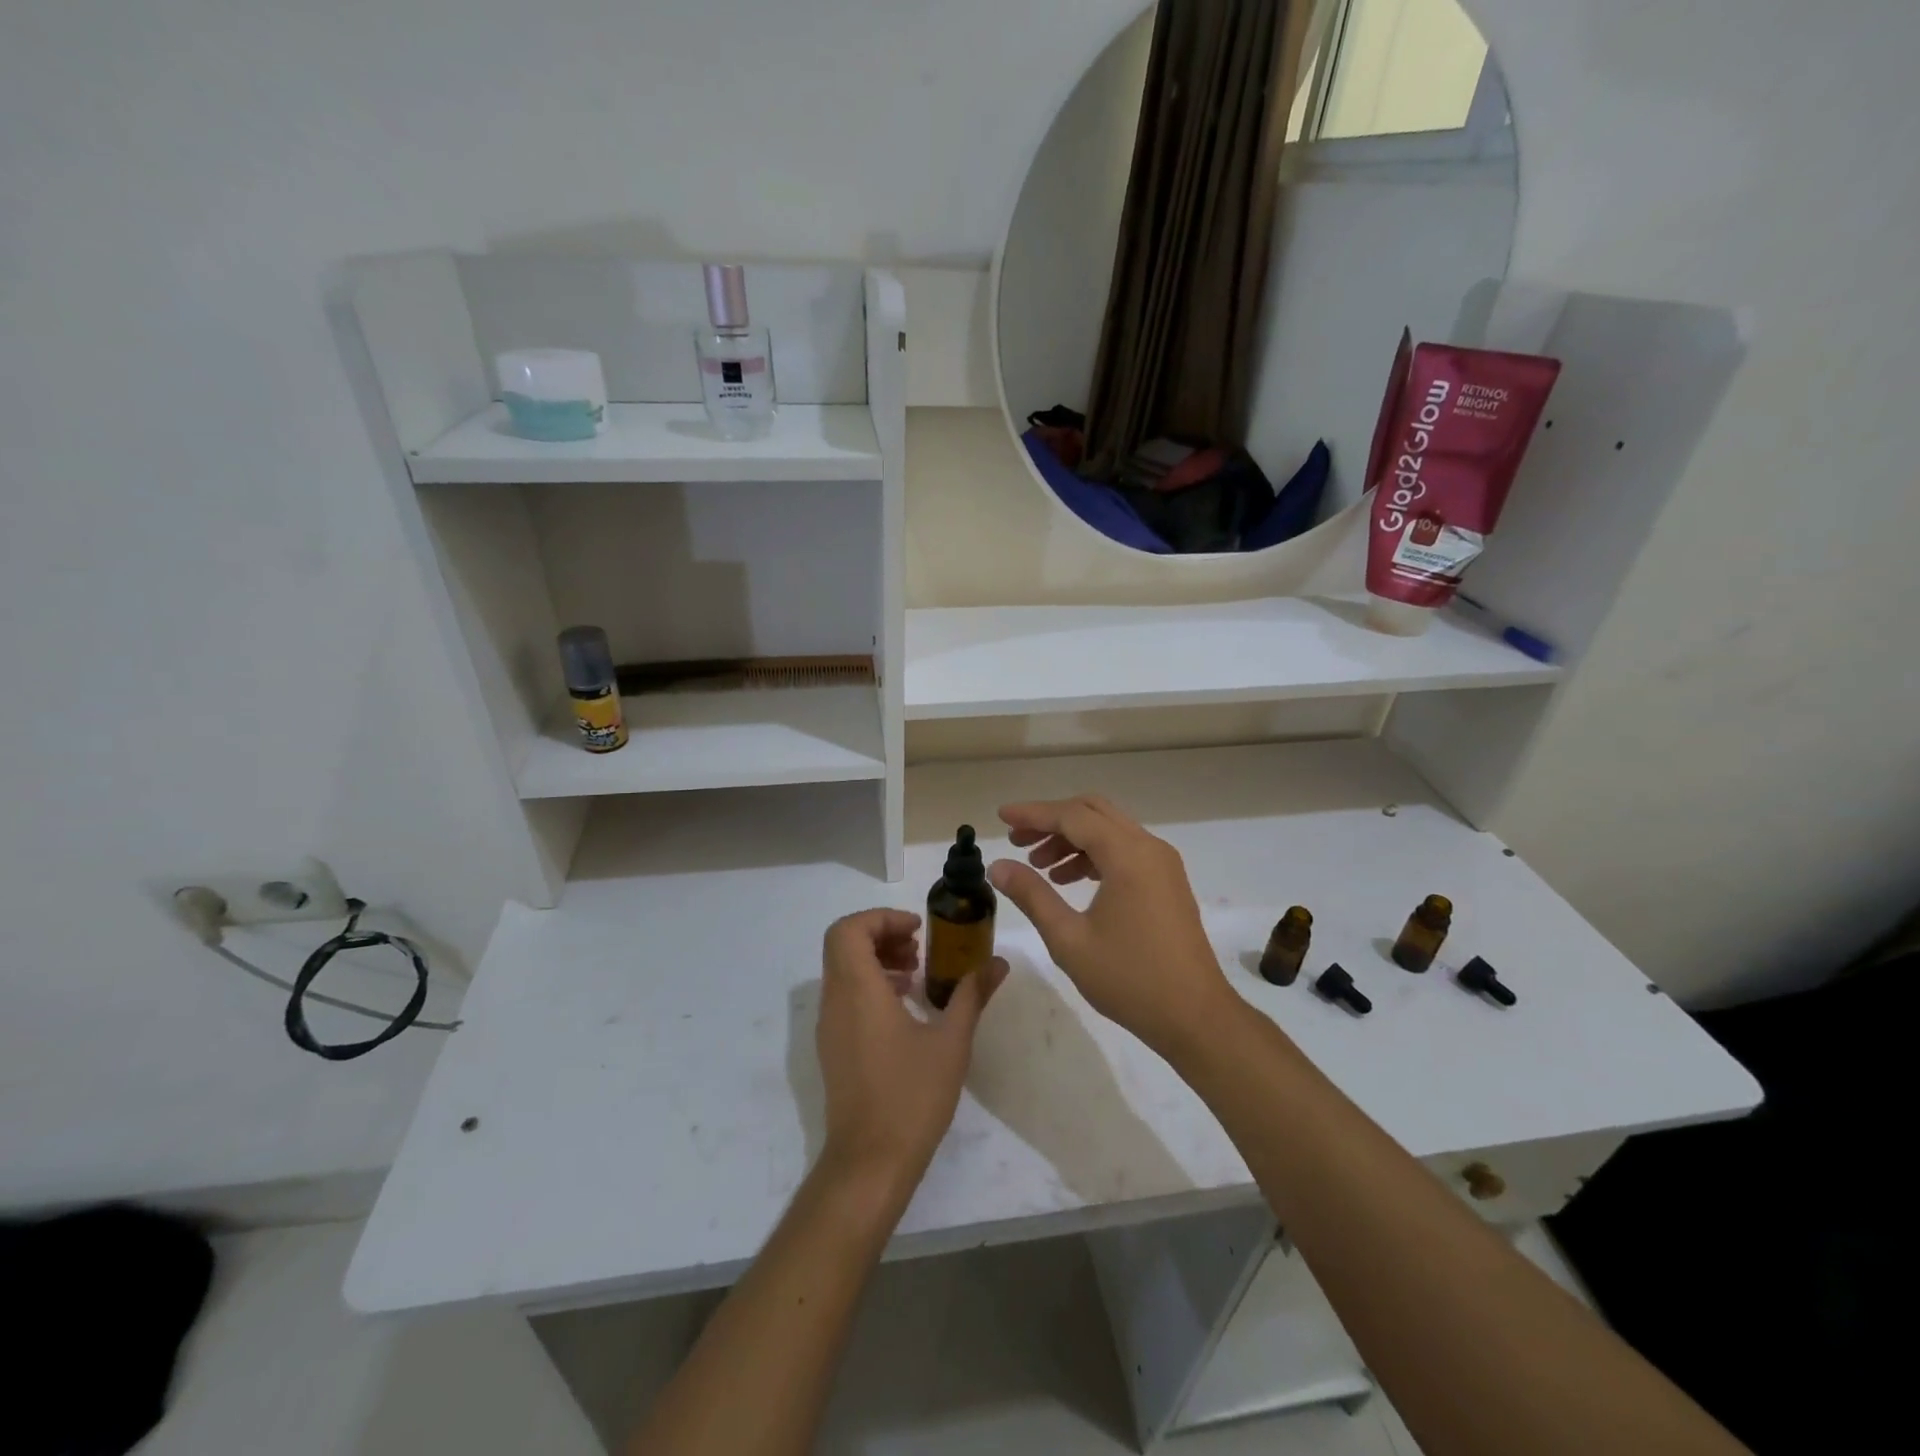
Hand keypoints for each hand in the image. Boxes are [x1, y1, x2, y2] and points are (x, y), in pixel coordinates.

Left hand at [815, 909, 1006, 1196]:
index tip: (917, 929)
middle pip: (843, 944)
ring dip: (876, 959)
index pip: (849, 929)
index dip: (881, 918)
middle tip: (918, 947)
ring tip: (917, 975)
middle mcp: (835, 1001)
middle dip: (881, 935)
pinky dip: (870, 985)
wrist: (870, 1162)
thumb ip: (972, 994)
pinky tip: (905, 1008)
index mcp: (858, 990)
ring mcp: (829, 1026)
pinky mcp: (833, 1047)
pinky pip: (844, 996)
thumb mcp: (952, 1041)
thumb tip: (998, 962)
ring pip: (842, 970)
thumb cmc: (912, 1096)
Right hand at [988, 795, 1232, 1057]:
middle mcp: (1148, 847)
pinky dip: (1093, 854)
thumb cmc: (1129, 979)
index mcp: (1127, 855)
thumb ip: (1032, 895)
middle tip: (1017, 840)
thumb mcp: (1069, 939)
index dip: (1032, 814)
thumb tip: (997, 866)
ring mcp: (1162, 863)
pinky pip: (1124, 850)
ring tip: (1037, 865)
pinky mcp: (1167, 881)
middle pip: (1093, 812)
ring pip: (1109, 830)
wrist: (1195, 1017)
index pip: (1072, 816)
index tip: (1001, 816)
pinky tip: (1069, 880)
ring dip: (1072, 838)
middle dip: (1051, 820)